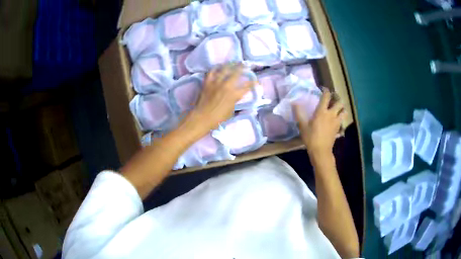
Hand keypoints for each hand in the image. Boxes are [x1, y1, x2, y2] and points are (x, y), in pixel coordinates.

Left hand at [186, 63, 254, 131]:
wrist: (202, 117)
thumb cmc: (218, 118)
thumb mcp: (231, 111)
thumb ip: (234, 102)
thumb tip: (236, 97)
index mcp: (234, 95)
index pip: (247, 86)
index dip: (253, 83)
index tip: (256, 80)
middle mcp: (226, 85)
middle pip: (236, 73)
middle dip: (242, 67)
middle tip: (245, 64)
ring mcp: (216, 82)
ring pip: (224, 69)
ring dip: (231, 64)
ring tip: (234, 62)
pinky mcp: (207, 82)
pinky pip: (212, 71)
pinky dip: (216, 67)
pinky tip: (219, 66)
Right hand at [294, 87, 344, 156]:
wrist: (321, 151)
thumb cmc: (310, 138)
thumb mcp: (302, 125)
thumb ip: (299, 113)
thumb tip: (294, 102)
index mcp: (322, 111)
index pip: (326, 96)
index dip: (326, 91)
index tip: (324, 89)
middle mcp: (331, 114)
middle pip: (339, 102)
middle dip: (337, 98)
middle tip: (333, 98)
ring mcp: (336, 121)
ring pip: (344, 111)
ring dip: (342, 108)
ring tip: (338, 108)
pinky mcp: (338, 128)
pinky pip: (342, 119)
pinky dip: (341, 117)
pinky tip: (337, 118)